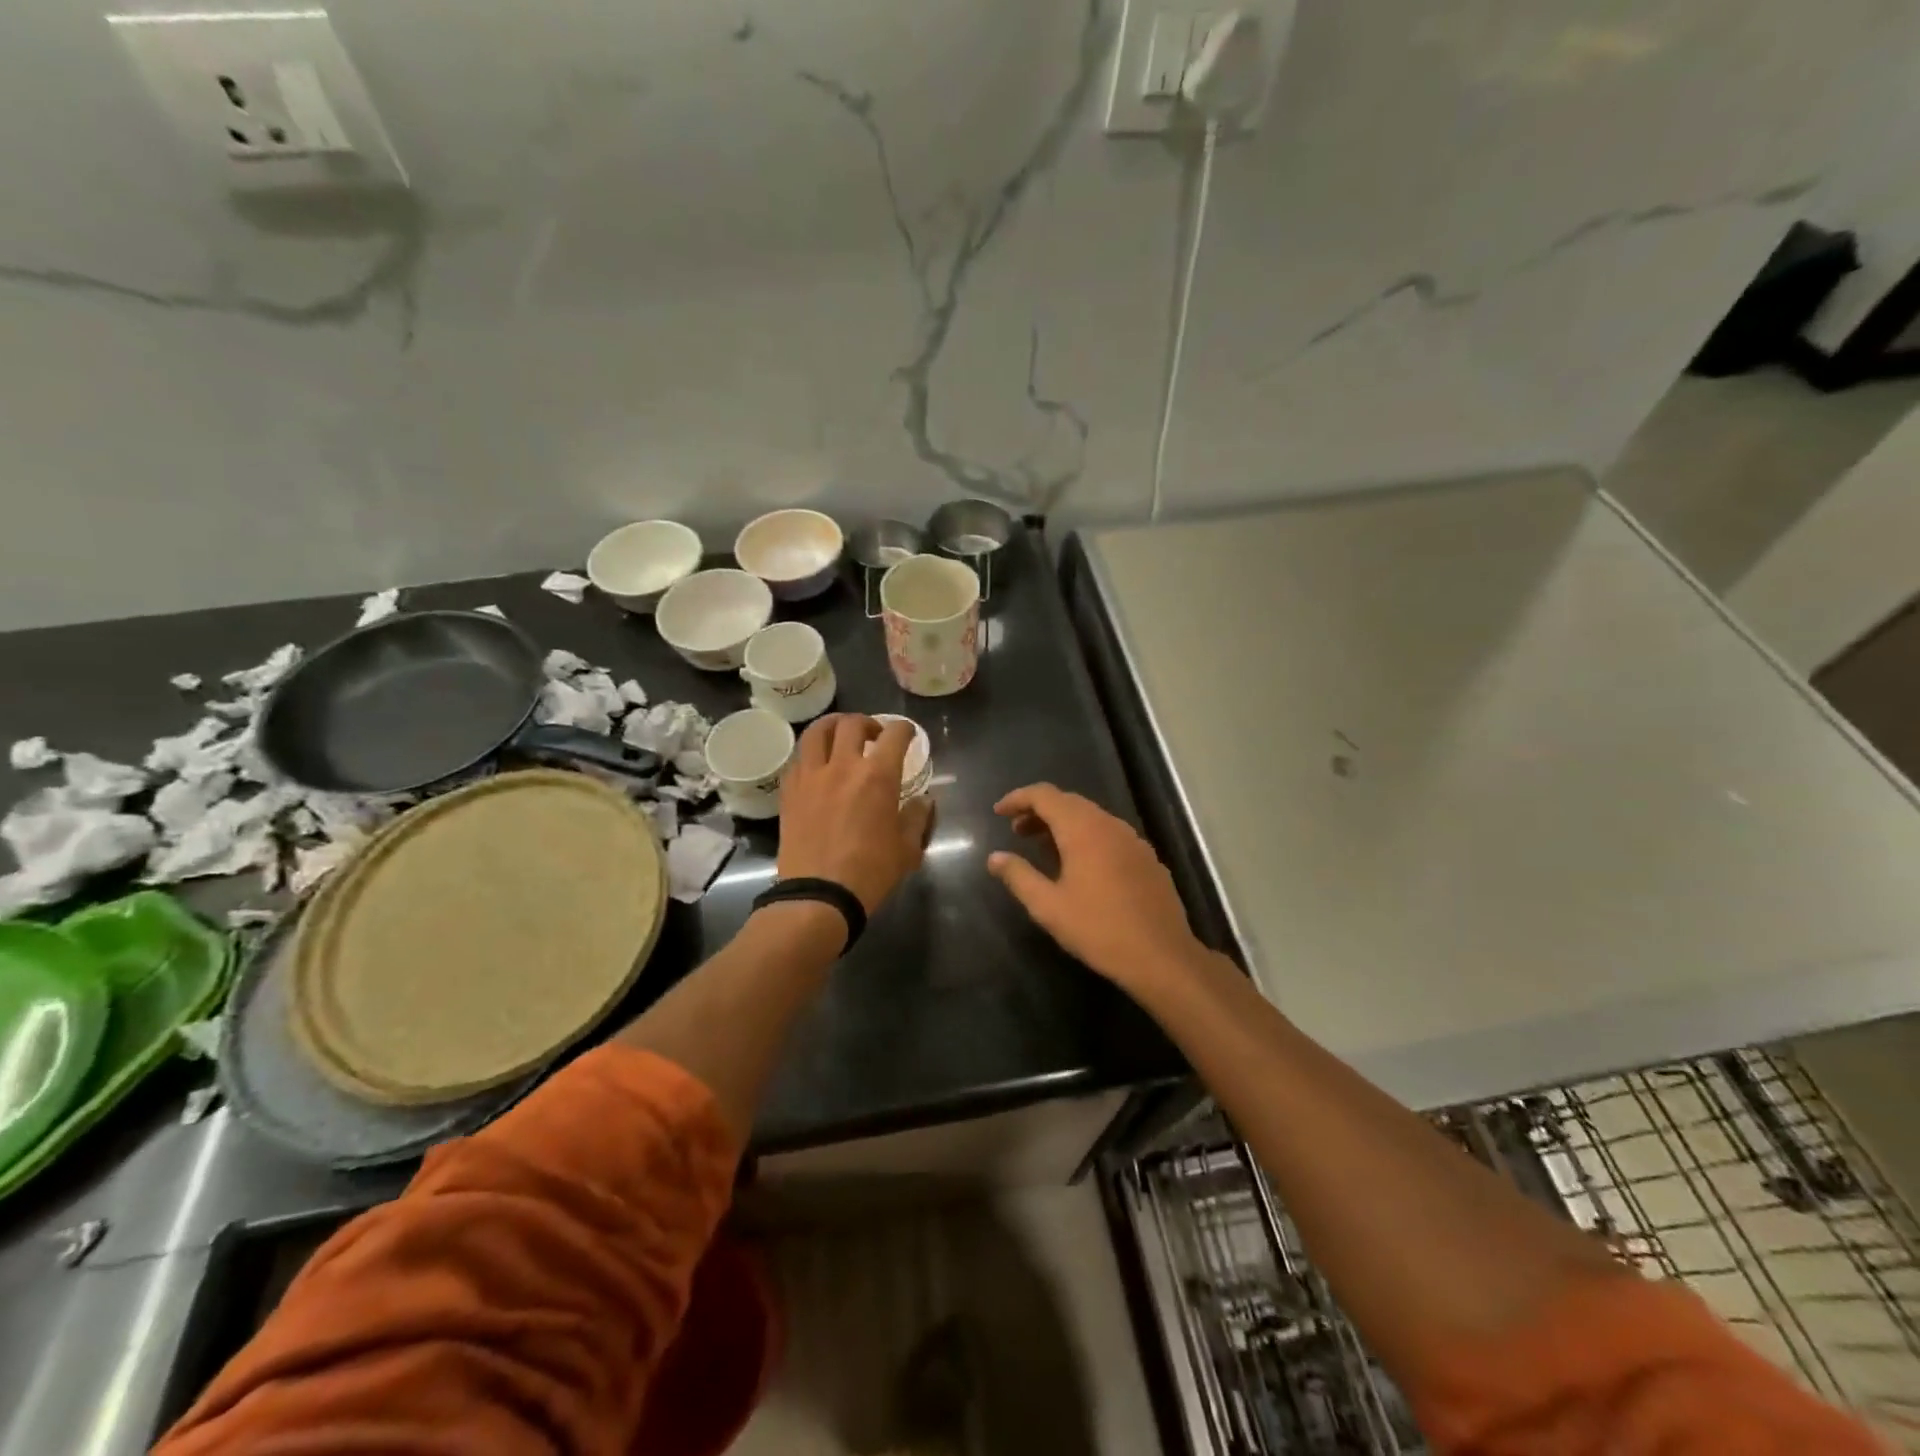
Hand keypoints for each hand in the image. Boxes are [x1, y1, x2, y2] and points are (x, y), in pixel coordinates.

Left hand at [779, 714, 935, 912]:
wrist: (819, 894)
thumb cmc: (870, 872)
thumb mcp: (908, 848)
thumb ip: (918, 817)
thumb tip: (923, 800)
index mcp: (878, 776)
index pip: (895, 734)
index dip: (905, 730)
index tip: (909, 735)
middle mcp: (843, 765)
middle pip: (852, 723)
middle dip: (868, 723)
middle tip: (875, 736)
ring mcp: (811, 775)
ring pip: (817, 731)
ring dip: (833, 726)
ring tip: (841, 736)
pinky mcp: (789, 790)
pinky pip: (798, 758)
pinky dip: (812, 753)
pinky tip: (818, 766)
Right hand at [989, 783, 1201, 990]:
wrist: (1162, 956)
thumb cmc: (1098, 929)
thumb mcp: (1048, 906)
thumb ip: (1018, 876)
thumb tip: (995, 858)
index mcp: (1083, 829)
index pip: (1045, 795)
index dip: (1018, 798)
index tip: (998, 812)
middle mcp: (1109, 824)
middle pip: (1068, 802)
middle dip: (1039, 810)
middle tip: (1016, 831)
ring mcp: (1132, 840)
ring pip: (1091, 817)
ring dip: (1063, 824)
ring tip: (1042, 847)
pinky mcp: (1147, 858)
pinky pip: (1109, 834)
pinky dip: (1086, 837)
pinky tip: (1079, 866)